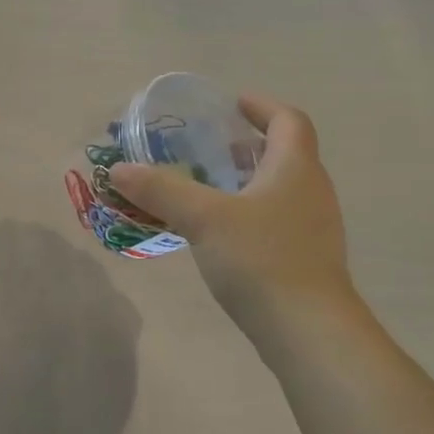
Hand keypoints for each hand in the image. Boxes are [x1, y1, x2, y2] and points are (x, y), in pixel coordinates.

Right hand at [107, 94, 357, 330]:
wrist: (308, 329)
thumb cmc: (261, 259)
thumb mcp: (203, 218)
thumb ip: (161, 190)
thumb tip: (119, 169)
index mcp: (295, 168)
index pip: (288, 120)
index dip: (261, 106)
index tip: (231, 104)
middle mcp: (312, 190)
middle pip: (286, 153)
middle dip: (247, 145)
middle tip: (208, 149)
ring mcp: (314, 227)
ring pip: (281, 189)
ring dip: (248, 181)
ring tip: (208, 190)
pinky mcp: (307, 258)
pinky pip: (278, 219)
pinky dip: (251, 212)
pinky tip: (221, 234)